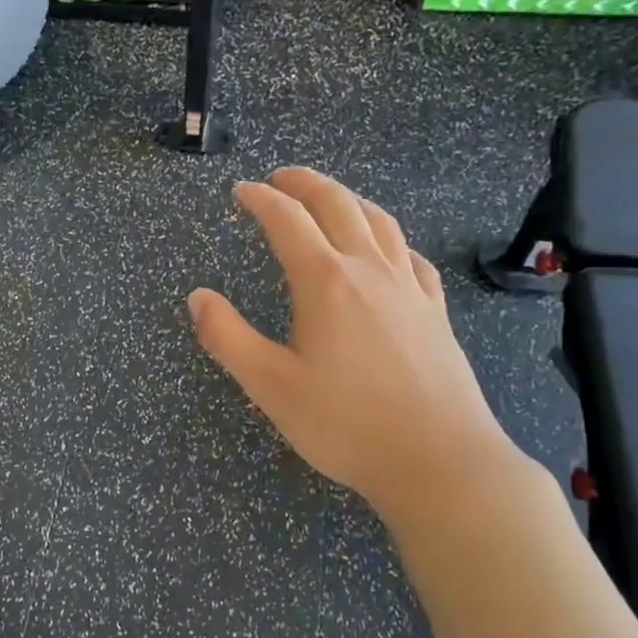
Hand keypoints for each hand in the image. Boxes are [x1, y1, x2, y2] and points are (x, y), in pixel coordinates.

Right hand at [188, 167, 523, 522]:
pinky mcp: (434, 312)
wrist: (439, 461)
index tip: (240, 191)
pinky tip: (387, 249)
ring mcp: (409, 289)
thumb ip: (227, 337)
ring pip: (379, 222)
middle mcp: (369, 271)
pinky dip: (389, 238)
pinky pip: (411, 257)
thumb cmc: (345, 424)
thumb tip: (197, 297)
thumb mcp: (270, 385)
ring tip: (329, 198)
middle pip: (338, 205)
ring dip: (349, 199)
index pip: (287, 221)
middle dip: (305, 183)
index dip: (261, 199)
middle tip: (280, 177)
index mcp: (325, 281)